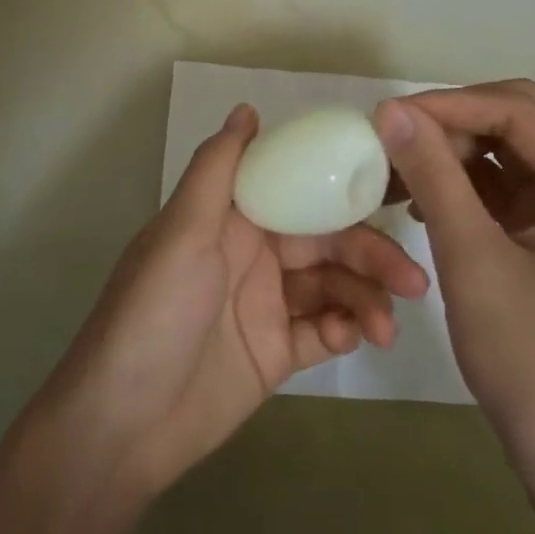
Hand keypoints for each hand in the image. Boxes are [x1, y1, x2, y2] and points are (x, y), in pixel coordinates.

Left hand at [37, 104, 428, 500]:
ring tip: (388, 326)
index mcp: (232, 217)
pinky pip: (323, 330)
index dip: (344, 188)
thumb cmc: (153, 314)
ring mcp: (267, 304)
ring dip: (366, 298)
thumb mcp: (181, 232)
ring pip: (333, 285)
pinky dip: (345, 329)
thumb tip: (248, 108)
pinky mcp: (276, 351)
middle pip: (327, 240)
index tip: (396, 190)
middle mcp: (254, 253)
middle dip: (370, 253)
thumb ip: (217, 170)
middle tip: (412, 278)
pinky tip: (355, 338)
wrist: (122, 425)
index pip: (299, 189)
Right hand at [373, 80, 534, 487]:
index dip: (452, 104)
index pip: (520, 113)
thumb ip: (434, 175)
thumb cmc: (530, 359)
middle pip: (519, 122)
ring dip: (452, 152)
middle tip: (394, 137)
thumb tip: (391, 108)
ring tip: (396, 167)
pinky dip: (460, 184)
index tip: (388, 114)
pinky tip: (419, 200)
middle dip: (453, 122)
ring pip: (506, 152)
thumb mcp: (472, 259)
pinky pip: (502, 188)